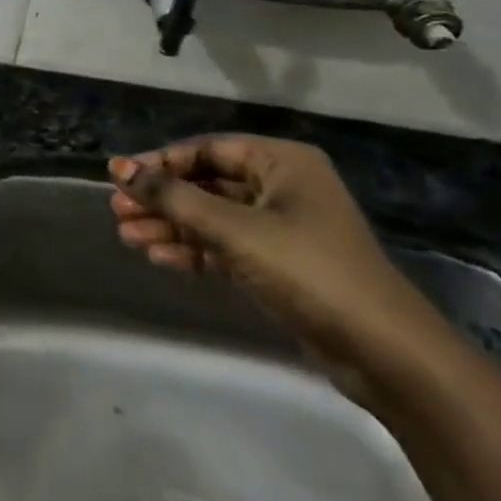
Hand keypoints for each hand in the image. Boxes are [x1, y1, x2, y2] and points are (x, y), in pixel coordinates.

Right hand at [109, 135, 446, 390]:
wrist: (382, 351)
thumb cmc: (307, 269)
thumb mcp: (233, 228)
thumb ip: (173, 197)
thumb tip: (119, 168)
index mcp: (282, 163)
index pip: (207, 150)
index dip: (160, 162)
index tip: (120, 178)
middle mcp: (282, 187)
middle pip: (206, 183)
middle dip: (162, 198)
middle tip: (118, 210)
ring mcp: (281, 227)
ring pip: (211, 217)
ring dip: (170, 226)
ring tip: (127, 236)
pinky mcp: (278, 264)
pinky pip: (224, 245)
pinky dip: (192, 250)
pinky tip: (158, 256)